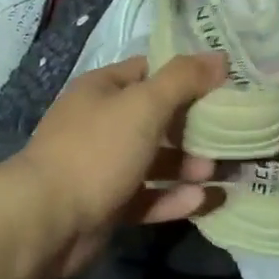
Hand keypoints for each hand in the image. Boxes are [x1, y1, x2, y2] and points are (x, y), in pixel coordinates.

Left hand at [9, 53, 225, 278]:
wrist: (46, 221)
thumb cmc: (97, 151)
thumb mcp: (144, 105)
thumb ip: (183, 80)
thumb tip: (219, 57)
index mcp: (102, 90)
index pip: (149, 71)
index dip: (185, 75)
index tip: (224, 84)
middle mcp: (101, 124)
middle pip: (155, 118)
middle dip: (192, 126)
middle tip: (231, 132)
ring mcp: (102, 166)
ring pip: (154, 161)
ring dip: (187, 165)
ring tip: (221, 170)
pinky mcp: (107, 205)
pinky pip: (147, 197)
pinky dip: (173, 198)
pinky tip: (203, 200)